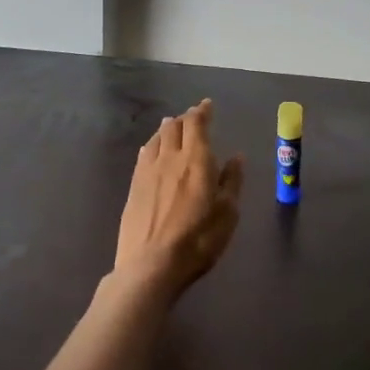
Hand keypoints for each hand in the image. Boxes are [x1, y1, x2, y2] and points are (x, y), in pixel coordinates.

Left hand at [114, 99, 244, 298]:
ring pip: (156, 138)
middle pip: (174, 127)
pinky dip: (152, 145)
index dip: (202, 111)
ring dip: (167, 128)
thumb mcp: (227, 213)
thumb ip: (232, 181)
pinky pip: (144, 155)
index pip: (197, 124)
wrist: (151, 264)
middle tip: (193, 116)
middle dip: (185, 118)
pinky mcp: (134, 186)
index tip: (207, 105)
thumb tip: (236, 157)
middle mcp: (170, 158)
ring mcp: (148, 171)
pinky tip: (152, 149)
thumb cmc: (198, 239)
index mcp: (196, 160)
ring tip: (172, 126)